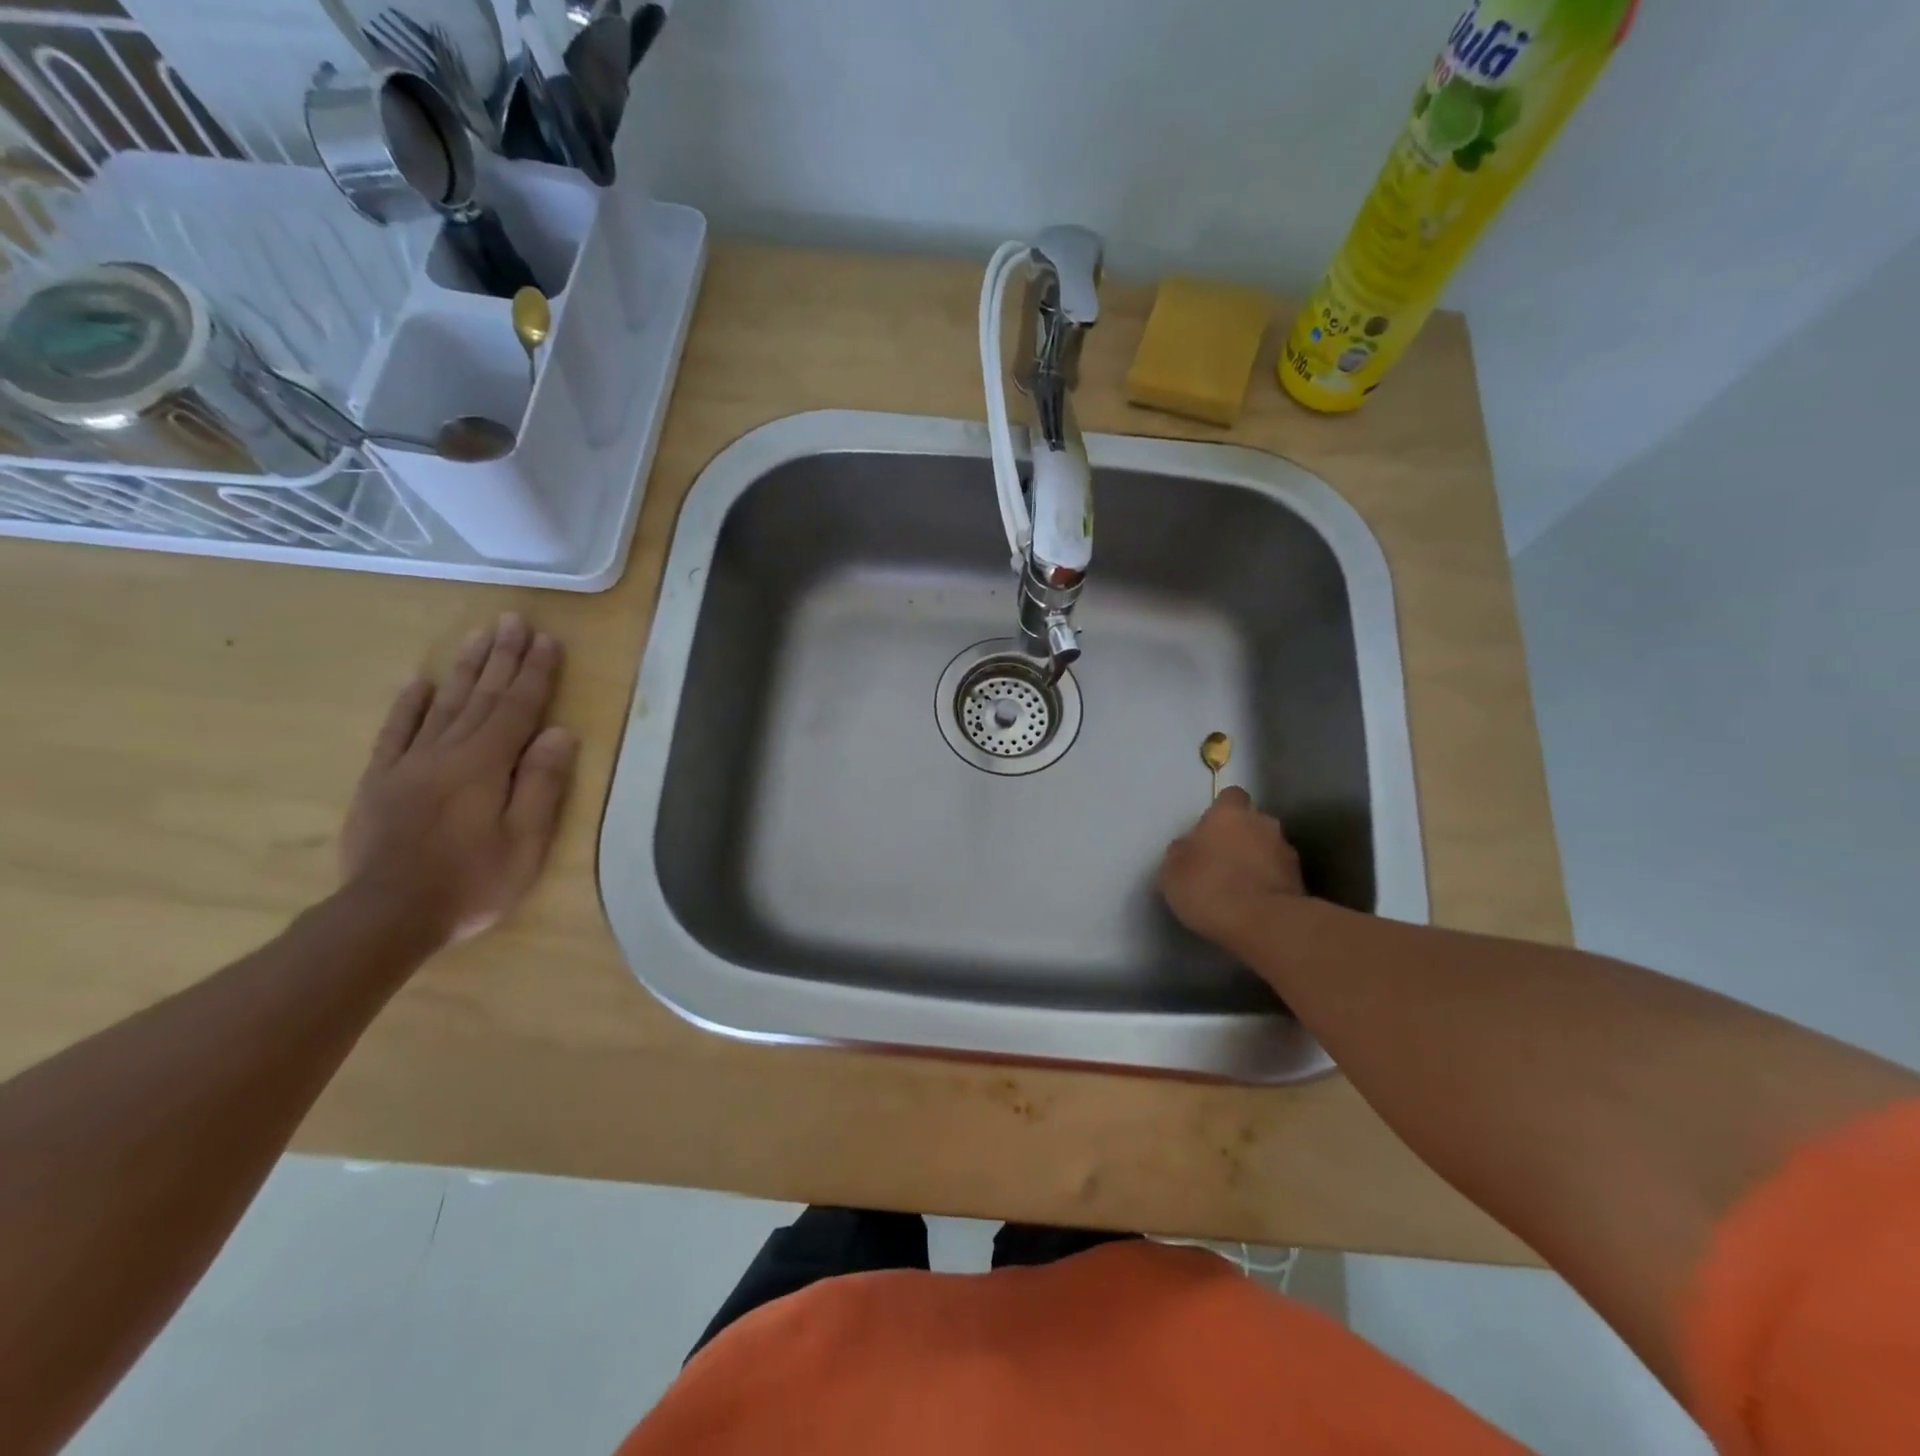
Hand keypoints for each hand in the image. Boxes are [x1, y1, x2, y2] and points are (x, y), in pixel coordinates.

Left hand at [340, 614, 576, 946]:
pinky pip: (396, 732)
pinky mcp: (380, 780)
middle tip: (514, 620)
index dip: (536, 673)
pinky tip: (419, 682)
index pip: (519, 707)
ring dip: (464, 668)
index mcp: (487, 764)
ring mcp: (409, 763)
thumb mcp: (525, 841)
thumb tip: (559, 733)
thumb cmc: (472, 881)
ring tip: (479, 636)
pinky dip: (409, 704)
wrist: (387, 914)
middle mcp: (448, 751)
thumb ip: (542, 784)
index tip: (548, 640)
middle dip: (502, 656)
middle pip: (482, 695)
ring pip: (443, 704)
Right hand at [1158, 788, 1306, 952]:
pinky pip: (1279, 876)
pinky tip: (1253, 905)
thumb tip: (1190, 847)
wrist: (1264, 924)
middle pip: (1252, 822)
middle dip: (1241, 837)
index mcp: (1230, 813)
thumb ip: (1183, 851)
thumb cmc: (1209, 888)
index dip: (1221, 812)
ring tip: (1239, 889)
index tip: (1209, 831)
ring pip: (1268, 849)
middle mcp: (1263, 824)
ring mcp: (1287, 852)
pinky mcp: (1301, 882)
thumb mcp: (1172, 870)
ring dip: (1257, 862)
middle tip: (1221, 862)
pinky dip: (1269, 885)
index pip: (1230, 796)